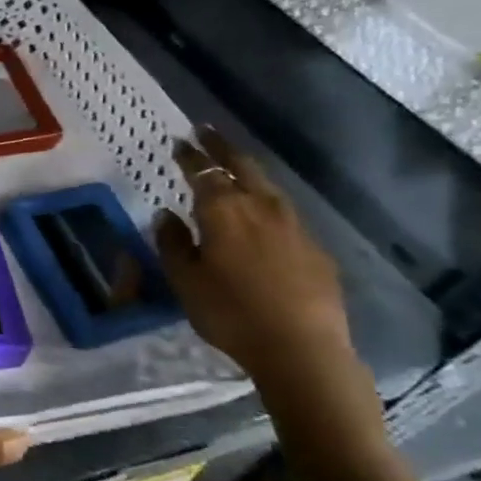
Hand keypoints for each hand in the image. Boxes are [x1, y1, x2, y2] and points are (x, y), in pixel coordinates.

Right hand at [152, 126, 354, 384]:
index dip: (190, 155)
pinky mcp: (314, 247)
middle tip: (206, 131)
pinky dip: (266, 200)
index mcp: (223, 212)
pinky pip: (284, 211)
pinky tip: (262, 211)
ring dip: (247, 169)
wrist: (301, 348)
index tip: (180, 141)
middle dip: (221, 147)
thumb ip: (173, 243)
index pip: (203, 172)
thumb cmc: (230, 313)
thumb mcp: (185, 281)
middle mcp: (260, 207)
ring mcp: (293, 225)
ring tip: (233, 164)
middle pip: (241, 166)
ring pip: (267, 185)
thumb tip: (166, 214)